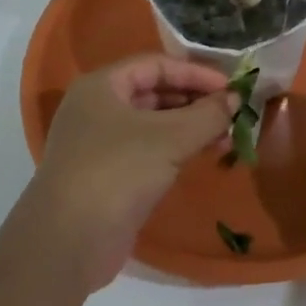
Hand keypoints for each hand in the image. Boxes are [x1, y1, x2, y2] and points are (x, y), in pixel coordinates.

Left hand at [23, 54, 236, 290]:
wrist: (68, 240)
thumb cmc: (118, 171)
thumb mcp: (170, 138)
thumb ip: (208, 115)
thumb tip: (236, 99)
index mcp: (102, 86)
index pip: (156, 65)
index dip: (195, 73)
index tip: (232, 87)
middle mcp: (97, 109)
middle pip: (154, 92)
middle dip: (195, 101)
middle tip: (232, 114)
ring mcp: (100, 144)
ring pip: (153, 124)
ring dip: (190, 128)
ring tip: (227, 139)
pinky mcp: (108, 176)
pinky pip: (148, 151)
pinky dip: (176, 150)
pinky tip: (204, 157)